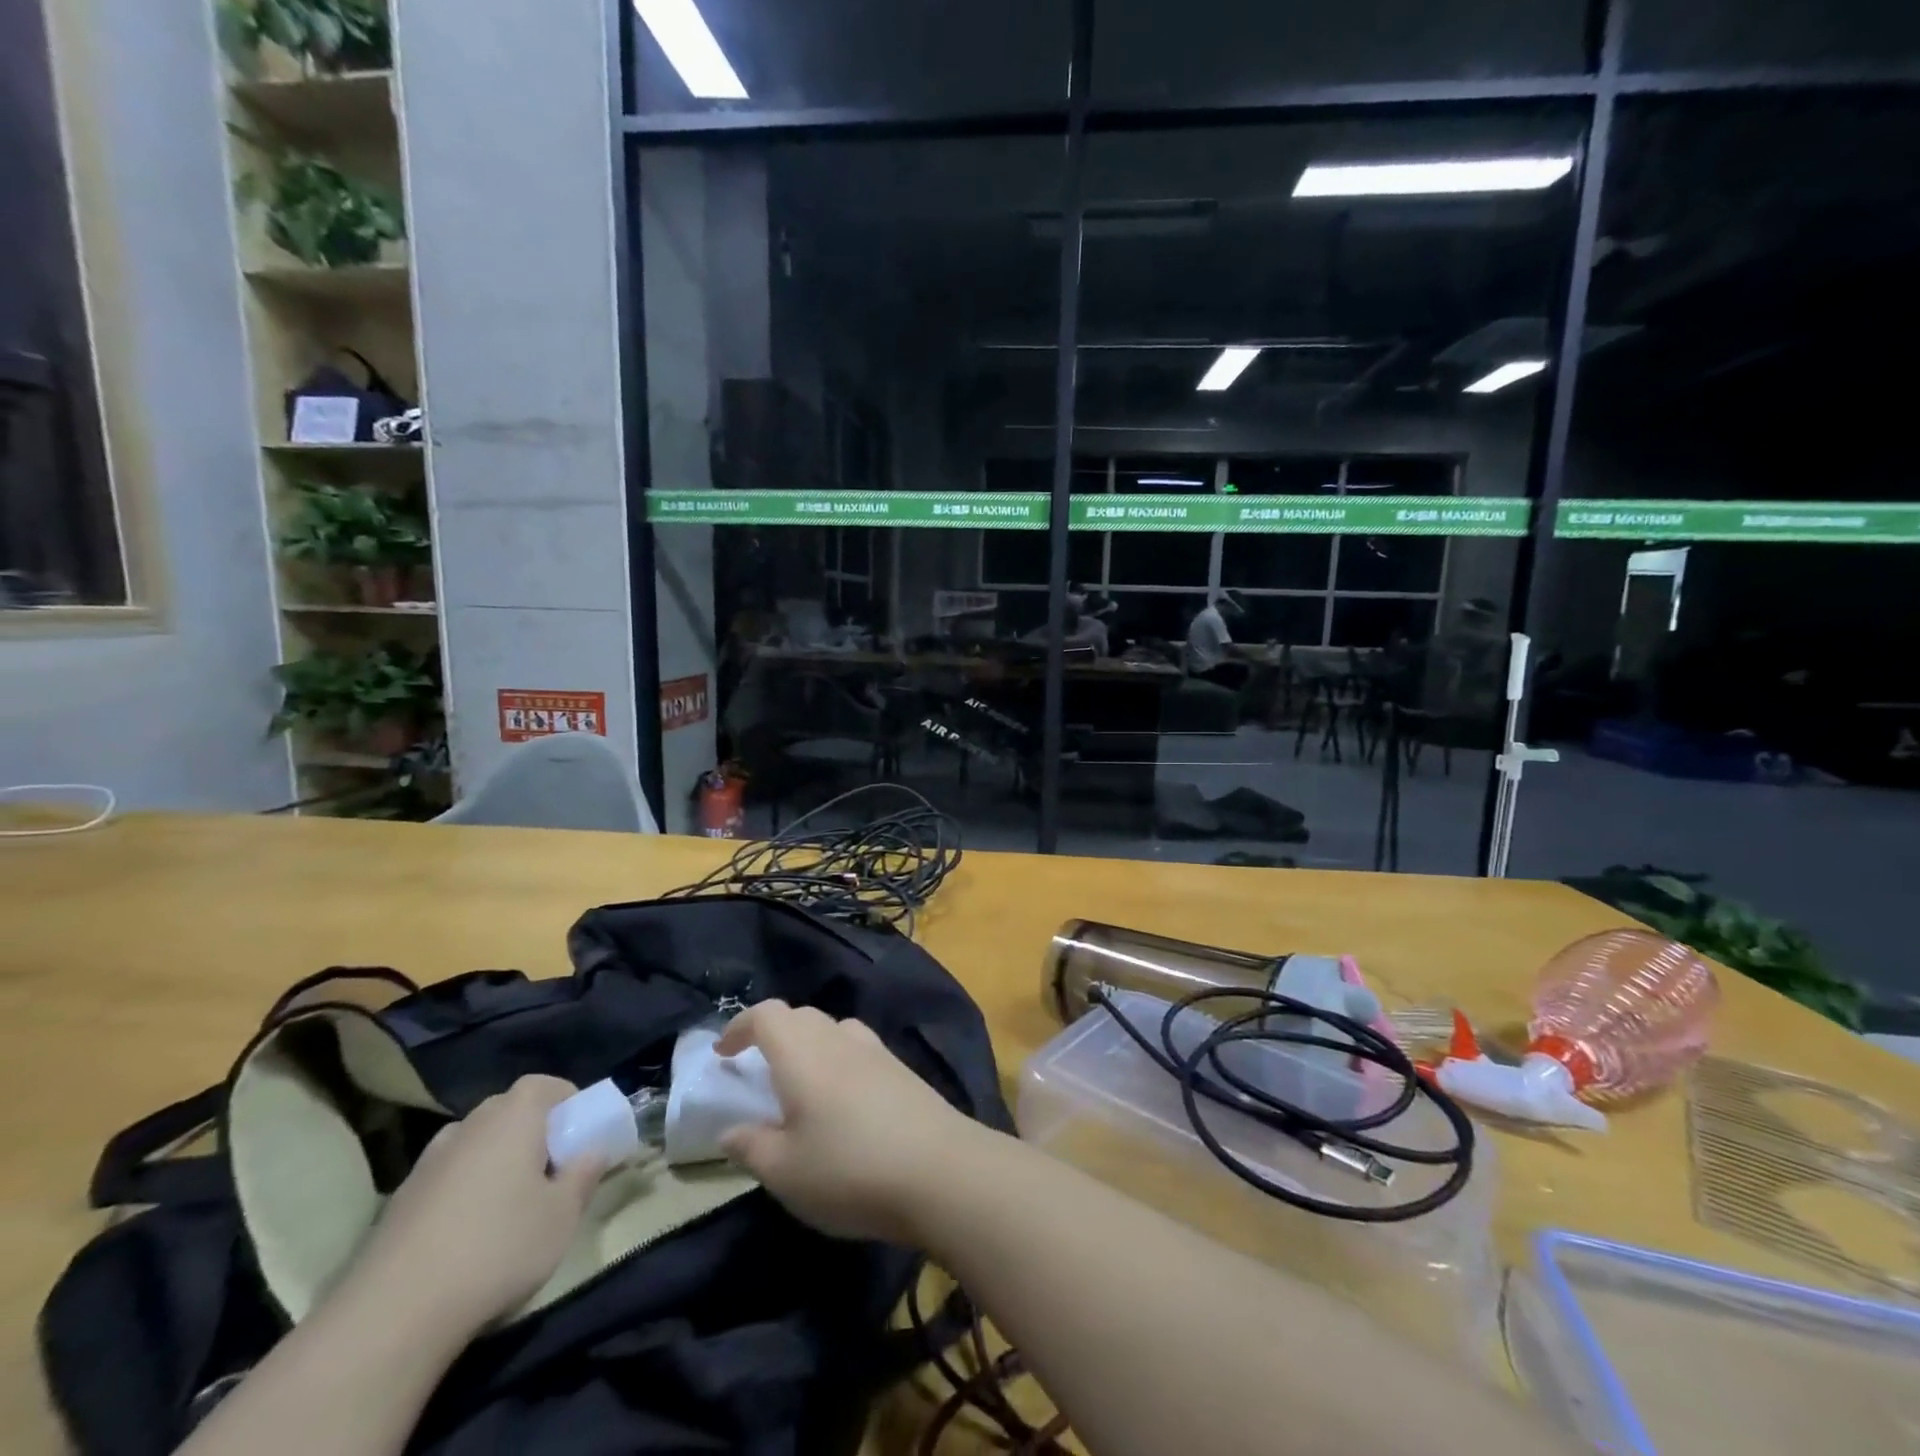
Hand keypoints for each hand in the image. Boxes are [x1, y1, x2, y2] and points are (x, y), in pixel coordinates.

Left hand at [349, 1075, 602, 1335]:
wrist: (391, 1316)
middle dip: (533, 1132)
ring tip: (509, 1204)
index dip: (567, 1101)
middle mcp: (468, 1126)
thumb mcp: (562, 1215)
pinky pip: (446, 1180)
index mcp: (513, 1117)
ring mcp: (426, 1164)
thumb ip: (584, 1175)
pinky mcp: (397, 1204)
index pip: (544, 1085)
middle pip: (507, 1112)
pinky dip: (463, 1193)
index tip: (580, 1133)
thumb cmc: (497, 1248)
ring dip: (495, 1162)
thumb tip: (593, 1151)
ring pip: (474, 1146)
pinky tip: (467, 1236)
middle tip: (551, 1170)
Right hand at [716, 1000, 989, 1243]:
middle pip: (800, 1016)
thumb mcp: (785, 1172)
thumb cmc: (849, 1169)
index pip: (766, 1015)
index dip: (740, 1026)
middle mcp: (839, 1039)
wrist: (940, 1170)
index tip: (723, 1053)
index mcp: (802, 1054)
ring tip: (799, 1085)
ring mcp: (875, 1051)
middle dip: (773, 1034)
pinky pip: (858, 1048)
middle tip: (757, 1070)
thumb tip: (730, 1131)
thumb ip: (751, 1147)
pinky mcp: (901, 1069)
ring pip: (832, 1029)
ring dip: (809, 1045)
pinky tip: (842, 1100)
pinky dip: (838, 1060)